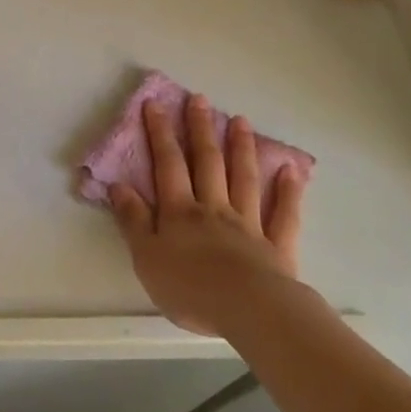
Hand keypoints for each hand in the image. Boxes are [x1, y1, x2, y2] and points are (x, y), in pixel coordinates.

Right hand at [110, 95, 305, 335]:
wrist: (248, 312)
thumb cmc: (190, 288)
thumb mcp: (146, 257)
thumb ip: (133, 220)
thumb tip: (119, 185)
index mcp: (180, 211)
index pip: (168, 164)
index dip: (160, 133)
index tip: (156, 104)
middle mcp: (214, 208)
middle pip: (207, 162)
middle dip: (201, 129)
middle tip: (199, 99)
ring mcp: (248, 224)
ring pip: (244, 178)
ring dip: (241, 148)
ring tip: (240, 120)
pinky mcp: (277, 246)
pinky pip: (284, 214)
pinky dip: (289, 191)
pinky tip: (291, 170)